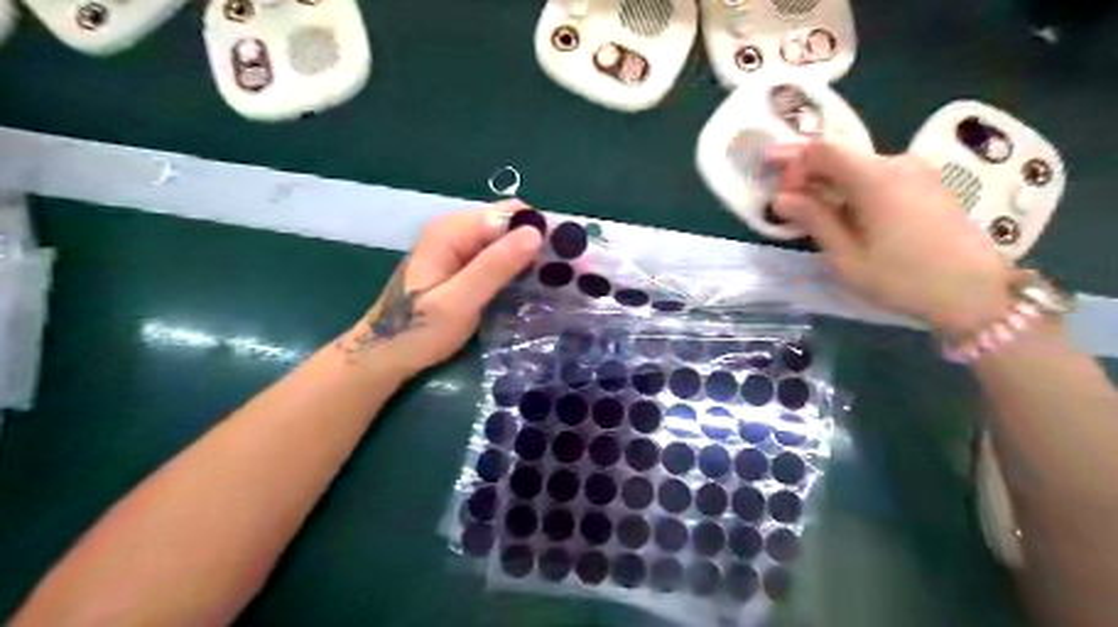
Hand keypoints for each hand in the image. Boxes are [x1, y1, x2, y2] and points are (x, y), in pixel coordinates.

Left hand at [340, 201, 547, 377]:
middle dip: (539, 245)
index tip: (568, 258)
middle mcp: (456, 230)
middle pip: (509, 224)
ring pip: (506, 241)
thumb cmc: (417, 331)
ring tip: (558, 282)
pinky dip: (516, 268)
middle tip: (567, 275)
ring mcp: (458, 247)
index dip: (540, 231)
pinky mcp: (461, 265)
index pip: (509, 214)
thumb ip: (494, 267)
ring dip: (531, 258)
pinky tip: (532, 287)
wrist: (384, 355)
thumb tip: (535, 233)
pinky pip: (497, 257)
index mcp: (452, 231)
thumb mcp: (459, 302)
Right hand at [770, 142, 1015, 336]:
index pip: (822, 149)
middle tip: (785, 200)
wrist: (975, 293)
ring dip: (829, 184)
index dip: (792, 161)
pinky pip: (878, 177)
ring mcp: (917, 172)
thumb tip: (781, 198)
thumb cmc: (902, 278)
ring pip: (858, 167)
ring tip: (810, 213)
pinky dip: (852, 189)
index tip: (775, 187)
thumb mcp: (846, 256)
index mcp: (875, 177)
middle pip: (840, 155)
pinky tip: (844, 214)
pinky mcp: (927, 185)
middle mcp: (897, 163)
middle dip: (807, 173)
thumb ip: (814, 219)